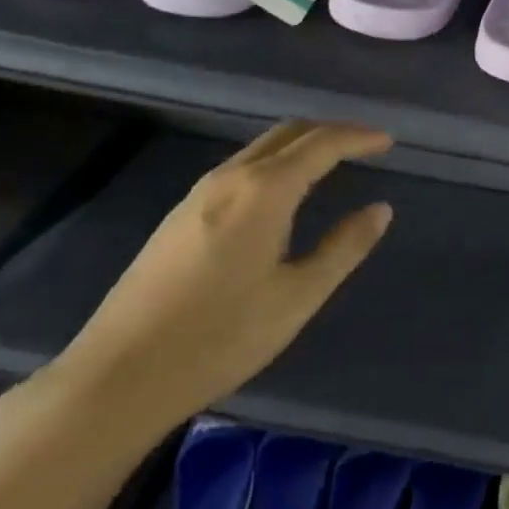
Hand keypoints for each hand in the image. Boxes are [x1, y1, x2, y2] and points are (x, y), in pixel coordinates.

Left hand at [36, 121, 393, 448]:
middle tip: (366, 145)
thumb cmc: (222, 336)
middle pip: (287, 134)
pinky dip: (275, 164)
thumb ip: (344, 247)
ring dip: (301, 146)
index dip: (358, 138)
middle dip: (331, 132)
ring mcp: (197, 196)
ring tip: (334, 164)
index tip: (389, 142)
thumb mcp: (299, 296)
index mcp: (263, 192)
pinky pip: (239, 169)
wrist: (119, 376)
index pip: (321, 145)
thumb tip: (380, 209)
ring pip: (259, 149)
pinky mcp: (179, 217)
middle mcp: (228, 179)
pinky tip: (285, 193)